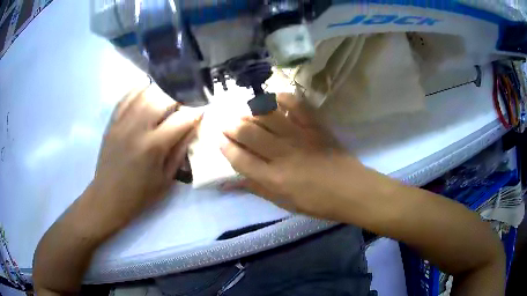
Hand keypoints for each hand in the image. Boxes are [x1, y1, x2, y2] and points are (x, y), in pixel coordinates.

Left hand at [88, 86, 200, 231]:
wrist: (108, 197)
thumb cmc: (140, 194)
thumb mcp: (166, 179)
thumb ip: (180, 151)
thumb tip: (193, 128)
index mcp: (153, 146)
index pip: (181, 119)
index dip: (195, 112)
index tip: (203, 110)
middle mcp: (137, 128)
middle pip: (162, 99)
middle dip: (179, 96)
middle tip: (187, 100)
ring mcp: (122, 123)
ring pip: (144, 93)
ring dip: (161, 90)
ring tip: (169, 93)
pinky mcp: (112, 123)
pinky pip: (126, 98)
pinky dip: (138, 89)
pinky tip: (147, 87)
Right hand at [221, 93, 367, 218]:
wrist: (351, 190)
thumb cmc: (317, 203)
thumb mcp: (284, 203)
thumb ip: (257, 189)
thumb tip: (230, 182)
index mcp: (273, 178)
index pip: (240, 158)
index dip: (226, 147)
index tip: (219, 139)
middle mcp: (282, 154)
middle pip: (249, 133)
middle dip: (232, 126)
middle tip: (226, 123)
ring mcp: (300, 136)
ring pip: (267, 116)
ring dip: (251, 111)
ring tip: (244, 111)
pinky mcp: (315, 126)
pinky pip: (296, 105)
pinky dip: (283, 98)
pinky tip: (274, 99)